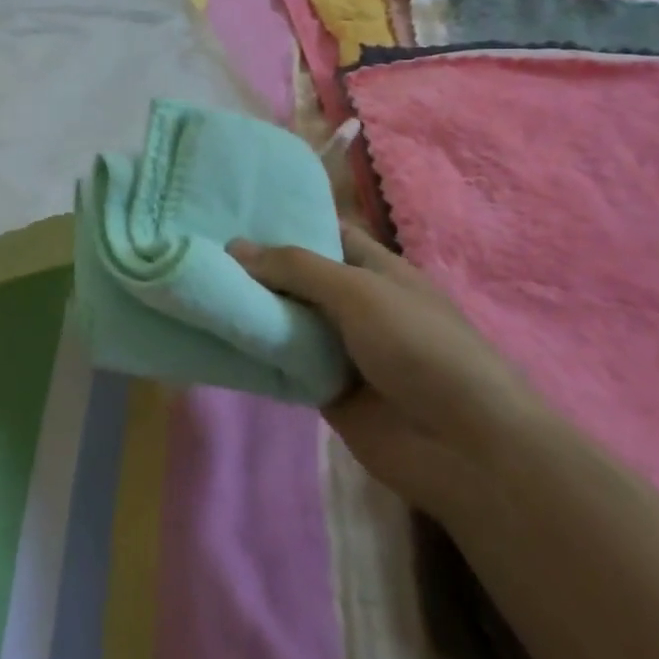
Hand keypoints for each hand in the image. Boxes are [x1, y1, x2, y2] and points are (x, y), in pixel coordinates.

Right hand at [228, 226, 549, 516]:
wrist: (465, 448)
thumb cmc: (421, 348)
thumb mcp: (359, 291)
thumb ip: (296, 267)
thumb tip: (234, 247)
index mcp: (373, 268)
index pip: (322, 232)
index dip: (281, 221)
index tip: (227, 211)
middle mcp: (353, 302)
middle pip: (295, 276)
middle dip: (254, 266)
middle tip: (196, 249)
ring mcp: (339, 347)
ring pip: (284, 319)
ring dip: (249, 309)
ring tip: (193, 287)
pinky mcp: (324, 388)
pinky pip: (282, 362)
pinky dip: (254, 352)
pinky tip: (212, 337)